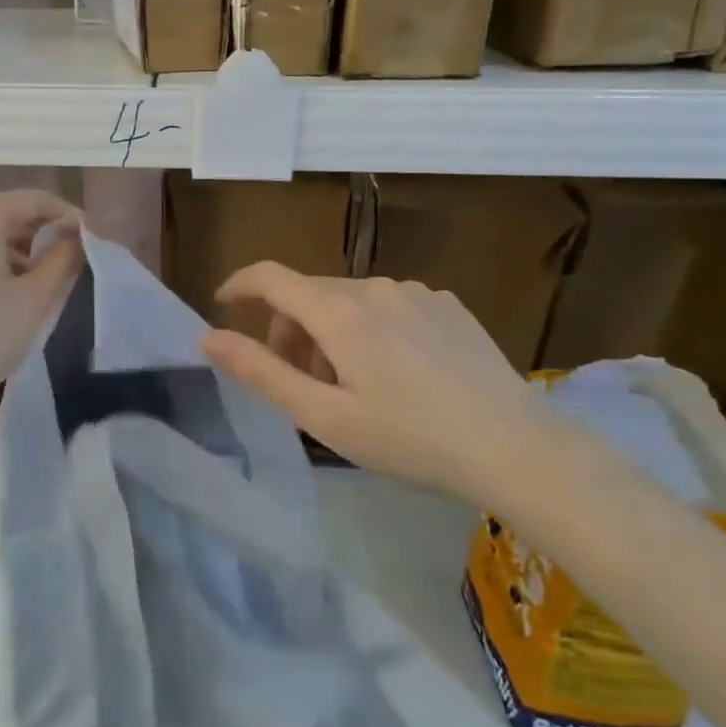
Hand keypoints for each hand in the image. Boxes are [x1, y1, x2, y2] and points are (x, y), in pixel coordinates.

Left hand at [0, 190, 82, 448]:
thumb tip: (74, 238)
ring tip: (31, 289)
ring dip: (8, 254)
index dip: (66, 217)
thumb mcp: (33, 301)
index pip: (33, 200)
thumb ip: (62, 260)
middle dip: (36, 237)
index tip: (89, 242)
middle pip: (1, 215)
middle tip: (64, 269)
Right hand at [198, 264, 572, 505]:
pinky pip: (388, 305)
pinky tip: (397, 374)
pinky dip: (370, 329)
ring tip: (352, 387)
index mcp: (339, 313)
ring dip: (330, 333)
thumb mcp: (324, 416)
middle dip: (289, 331)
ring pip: (348, 301)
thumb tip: (208, 337)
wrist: (517, 449)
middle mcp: (375, 288)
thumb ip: (261, 372)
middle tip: (302, 385)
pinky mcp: (448, 305)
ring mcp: (417, 293)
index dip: (238, 285)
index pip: (271, 277)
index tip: (222, 306)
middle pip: (309, 294)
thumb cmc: (410, 440)